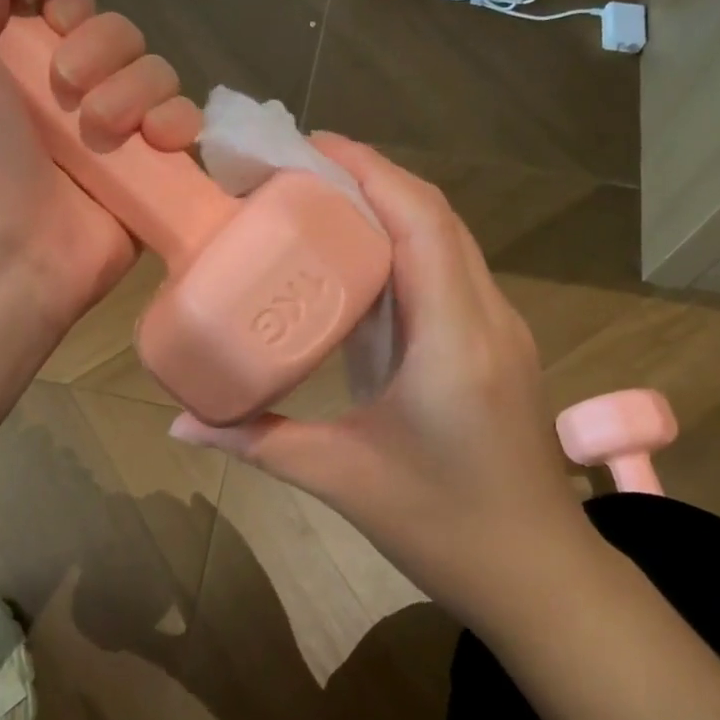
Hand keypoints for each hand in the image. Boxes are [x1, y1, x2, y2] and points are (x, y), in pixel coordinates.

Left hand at [0, 0, 202, 333]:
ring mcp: (114, 140)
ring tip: (103, 131)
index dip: (74, 4)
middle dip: (103, 50)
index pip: (75, 5)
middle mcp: (69, 96)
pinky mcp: (150, 179)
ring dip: (136, 90)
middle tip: (67, 91)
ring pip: (159, 75)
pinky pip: (188, 128)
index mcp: (18, 59)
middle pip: (123, 36)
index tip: (52, 22)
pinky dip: (181, 124)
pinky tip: (158, 141)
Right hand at [170, 135, 598, 629]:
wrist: (537, 574)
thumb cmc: (444, 527)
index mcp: (453, 340)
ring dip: (390, 207)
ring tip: (320, 201)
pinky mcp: (497, 342)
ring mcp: (500, 327)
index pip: (421, 221)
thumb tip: (181, 422)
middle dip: (370, 177)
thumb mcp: (341, 480)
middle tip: (297, 170)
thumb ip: (258, 443)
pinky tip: (359, 260)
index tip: (309, 145)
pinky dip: (406, 243)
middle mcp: (487, 317)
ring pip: (447, 237)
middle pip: (435, 215)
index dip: (369, 170)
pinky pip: (450, 268)